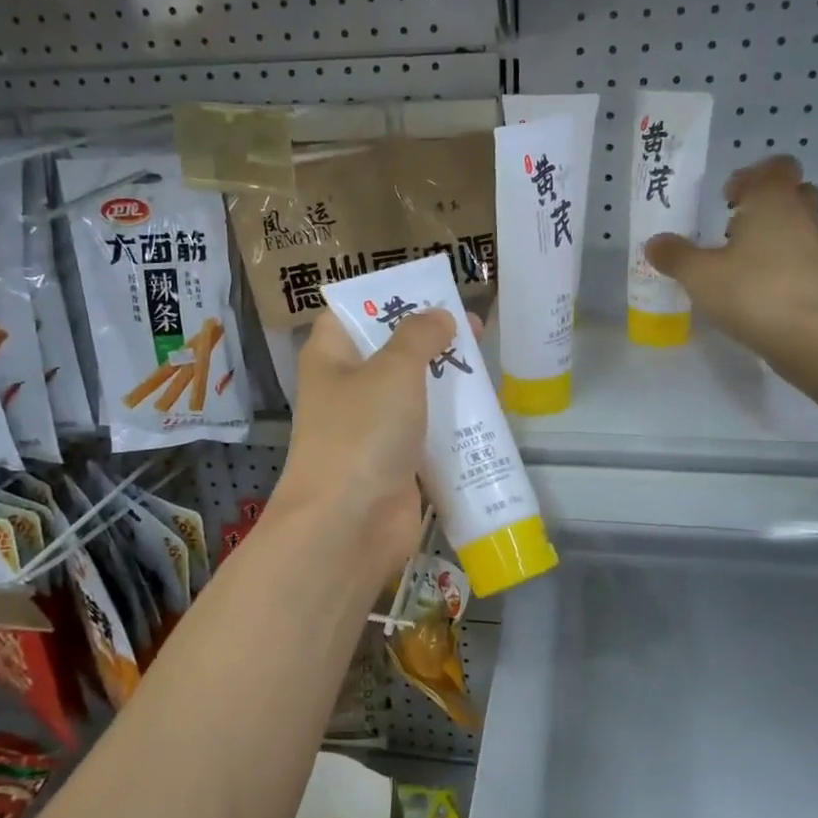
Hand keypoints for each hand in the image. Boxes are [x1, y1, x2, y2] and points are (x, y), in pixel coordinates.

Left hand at [267, 307, 458, 590]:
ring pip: (413, 394)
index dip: (388, 299)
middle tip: (475, 329)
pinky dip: (451, 424)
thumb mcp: (393, 370)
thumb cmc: (363, 433)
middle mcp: (347, 389)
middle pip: (390, 352)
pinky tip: (485, 414)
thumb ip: (419, 336)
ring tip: (486, 370)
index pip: (352, 312)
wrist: (349, 524)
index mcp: (331, 357)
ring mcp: (371, 429)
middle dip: (431, 340)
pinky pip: (426, 433)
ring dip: (446, 383)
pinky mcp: (395, 462)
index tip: (431, 293)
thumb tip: (439, 316)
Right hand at [644, 155, 817, 357]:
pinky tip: (756, 287)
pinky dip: (782, 264)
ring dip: (773, 234)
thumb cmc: (753, 291)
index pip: (775, 166)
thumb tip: (654, 243)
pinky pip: (802, 257)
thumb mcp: (699, 275)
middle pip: (793, 192)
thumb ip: (675, 256)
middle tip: (733, 224)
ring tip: (740, 259)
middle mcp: (801, 215)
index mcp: (773, 200)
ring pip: (798, 225)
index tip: (726, 198)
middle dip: (765, 202)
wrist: (814, 335)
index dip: (751, 176)